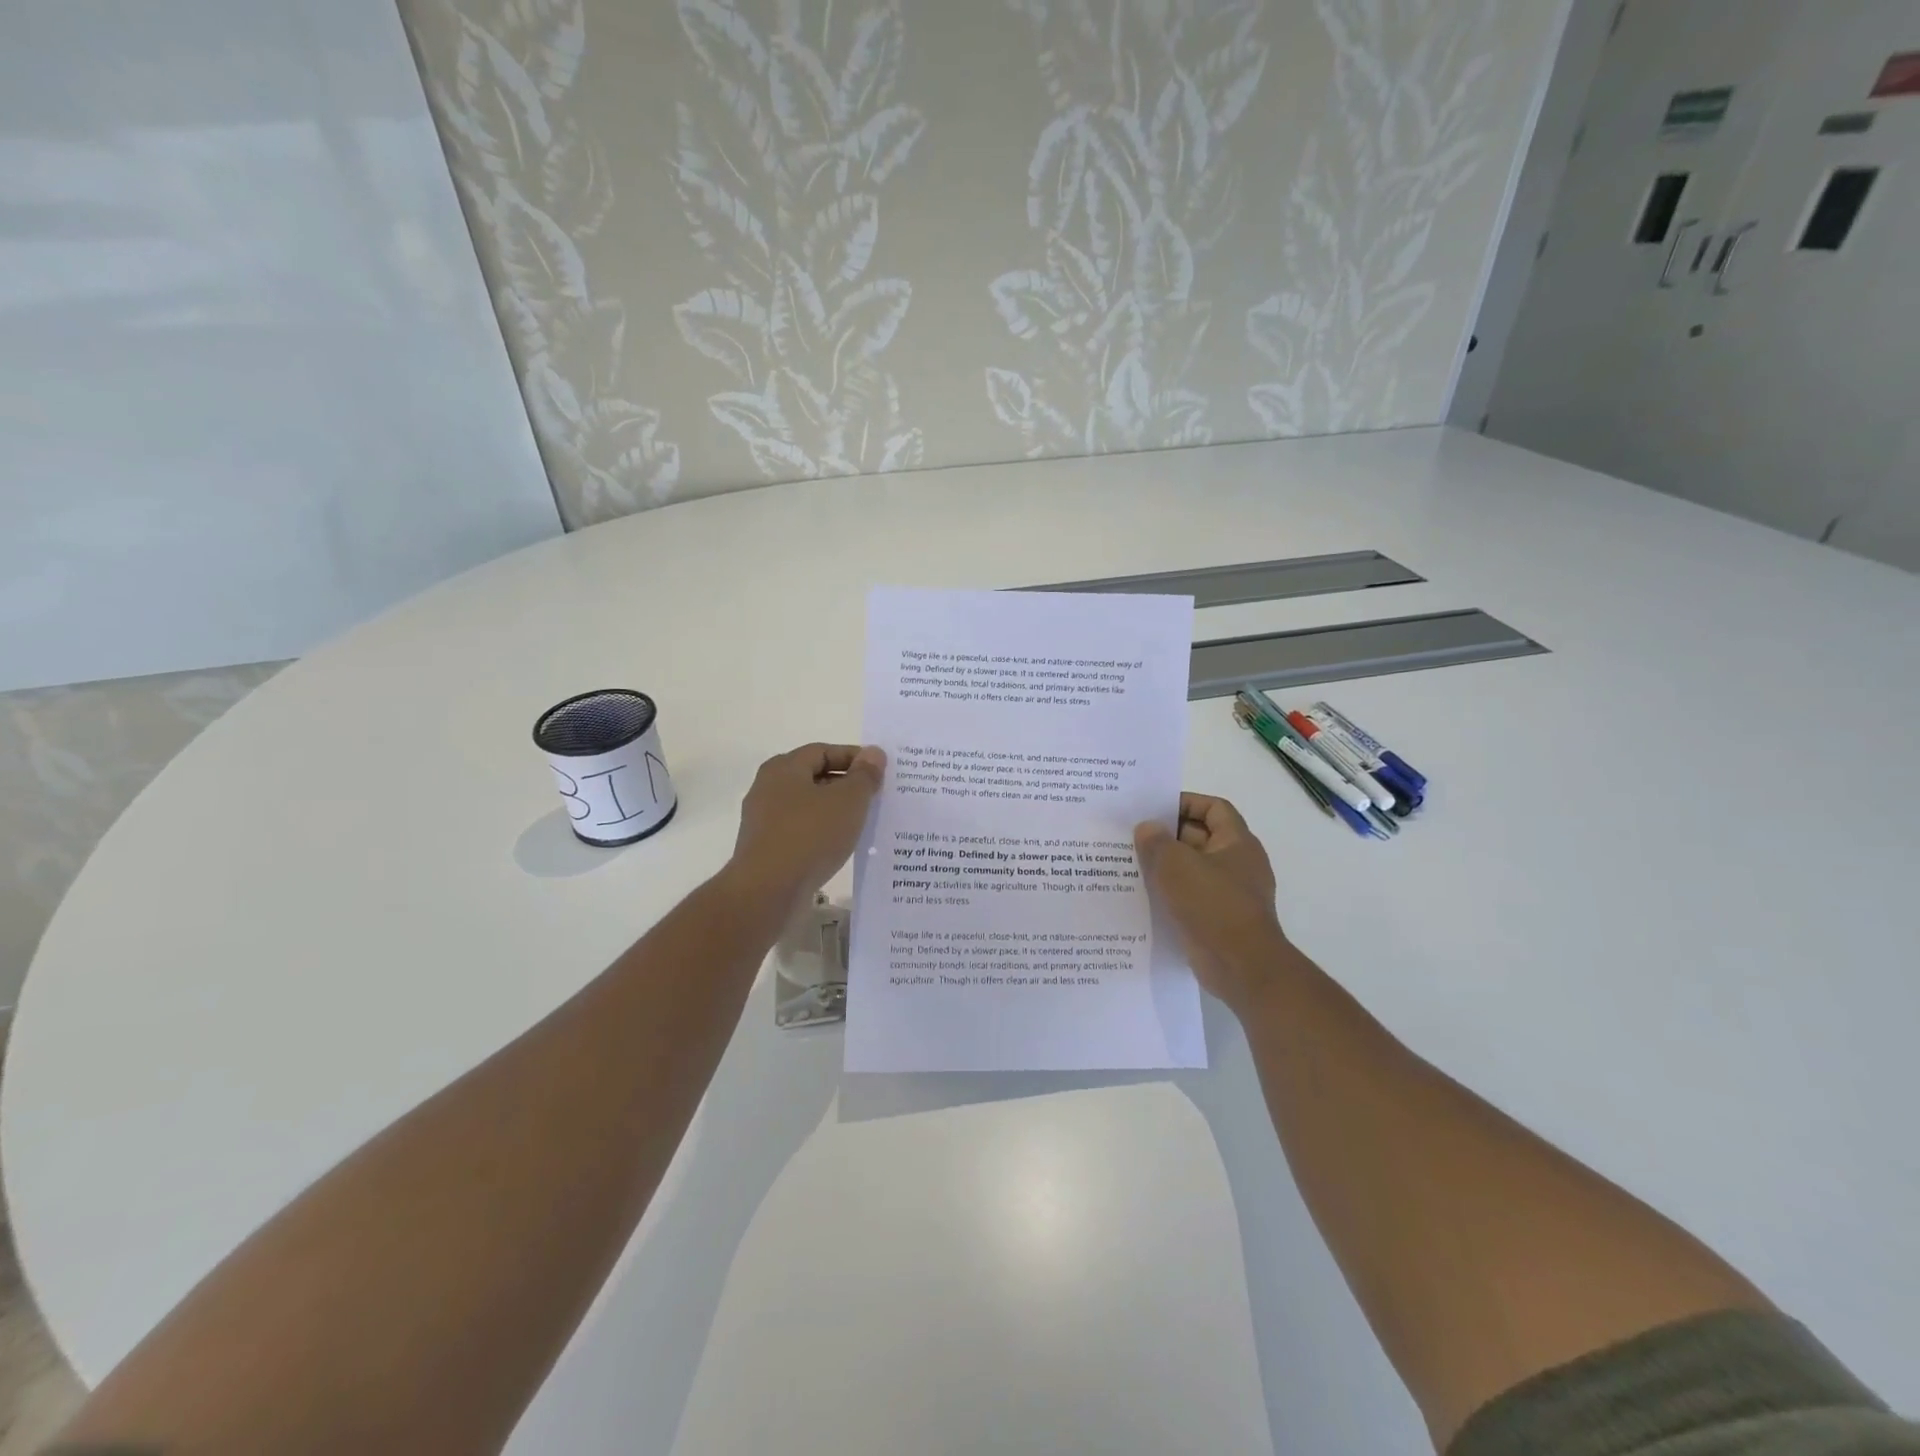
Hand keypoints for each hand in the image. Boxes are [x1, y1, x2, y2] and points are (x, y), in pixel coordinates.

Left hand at [730, 743, 885, 910]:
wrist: (767, 892)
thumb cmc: (810, 835)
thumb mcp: (848, 801)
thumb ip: (864, 775)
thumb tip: (873, 753)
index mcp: (784, 768)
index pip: (823, 751)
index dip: (854, 757)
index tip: (880, 771)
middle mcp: (768, 789)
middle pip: (814, 777)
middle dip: (846, 785)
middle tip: (876, 797)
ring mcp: (764, 821)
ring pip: (808, 807)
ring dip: (835, 812)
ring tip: (863, 823)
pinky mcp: (766, 850)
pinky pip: (801, 832)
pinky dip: (822, 834)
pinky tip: (841, 847)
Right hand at [1134, 793, 1289, 1014]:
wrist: (1242, 967)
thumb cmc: (1212, 905)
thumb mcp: (1175, 865)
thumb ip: (1156, 842)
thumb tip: (1146, 828)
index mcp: (1237, 842)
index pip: (1214, 808)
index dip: (1185, 802)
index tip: (1154, 809)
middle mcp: (1238, 864)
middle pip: (1201, 837)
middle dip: (1168, 835)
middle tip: (1132, 835)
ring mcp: (1230, 894)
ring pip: (1192, 869)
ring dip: (1165, 866)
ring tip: (1130, 864)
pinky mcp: (1219, 920)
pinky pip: (1191, 896)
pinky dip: (1170, 893)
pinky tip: (1142, 896)